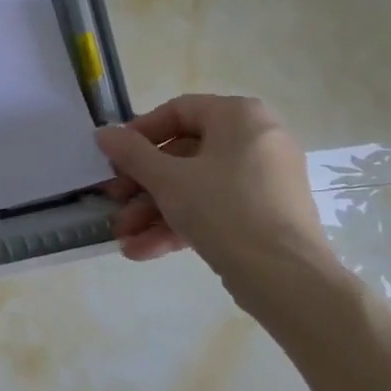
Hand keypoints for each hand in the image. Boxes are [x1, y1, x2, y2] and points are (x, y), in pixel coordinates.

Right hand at [94, 95, 342, 298]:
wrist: (286, 278)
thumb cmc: (224, 210)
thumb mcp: (167, 179)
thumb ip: (131, 153)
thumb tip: (103, 133)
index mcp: (239, 117)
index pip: (178, 111)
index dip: (139, 134)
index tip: (114, 158)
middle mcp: (256, 140)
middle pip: (183, 154)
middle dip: (142, 184)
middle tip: (113, 201)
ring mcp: (262, 180)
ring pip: (195, 186)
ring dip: (154, 211)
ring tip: (123, 236)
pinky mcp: (264, 215)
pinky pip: (214, 209)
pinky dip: (180, 225)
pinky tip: (142, 250)